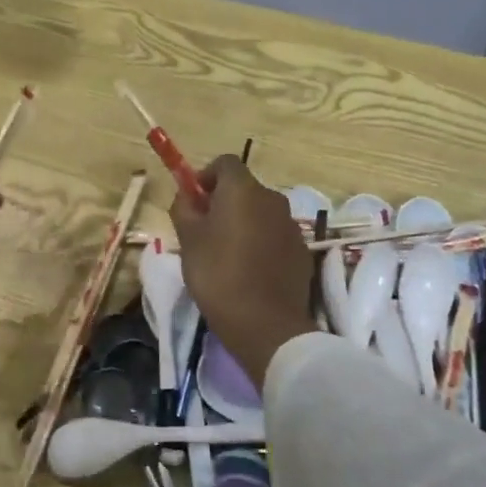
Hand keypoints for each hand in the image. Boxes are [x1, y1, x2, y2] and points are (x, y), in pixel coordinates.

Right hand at [171, 156, 314, 387]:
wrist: (265, 324)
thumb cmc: (217, 274)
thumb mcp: (188, 240)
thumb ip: (184, 208)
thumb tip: (186, 195)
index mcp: (243, 190)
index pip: (225, 162)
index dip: (206, 176)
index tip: (193, 200)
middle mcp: (272, 199)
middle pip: (244, 188)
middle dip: (223, 201)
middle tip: (203, 228)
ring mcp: (291, 225)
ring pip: (260, 212)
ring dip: (243, 222)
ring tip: (225, 252)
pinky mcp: (301, 251)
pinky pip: (274, 235)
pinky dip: (260, 242)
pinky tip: (248, 269)